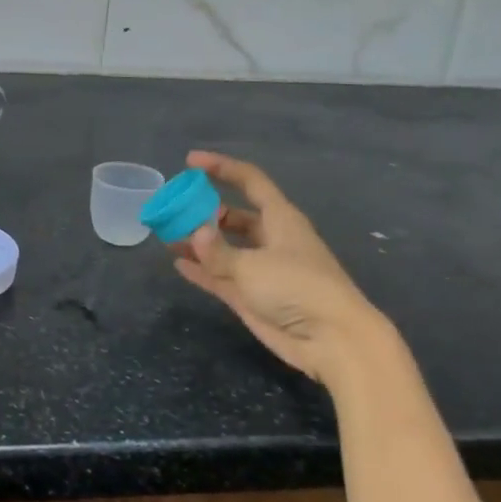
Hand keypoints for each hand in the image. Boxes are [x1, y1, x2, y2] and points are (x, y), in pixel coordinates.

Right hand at [171, 150, 395, 389]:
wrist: (332, 340)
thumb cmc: (298, 288)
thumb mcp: (252, 265)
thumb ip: (218, 251)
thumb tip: (193, 234)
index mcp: (280, 218)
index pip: (249, 181)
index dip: (221, 167)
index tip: (190, 161)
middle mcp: (270, 238)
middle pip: (233, 215)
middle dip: (204, 210)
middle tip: (173, 208)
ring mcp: (261, 269)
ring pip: (224, 247)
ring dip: (198, 241)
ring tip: (167, 235)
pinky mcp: (253, 296)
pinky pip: (221, 275)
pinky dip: (201, 269)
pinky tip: (178, 263)